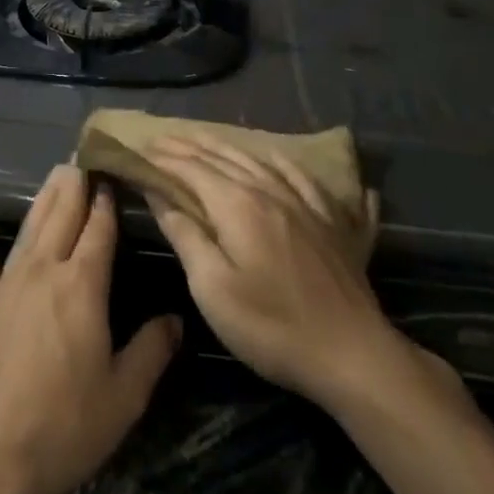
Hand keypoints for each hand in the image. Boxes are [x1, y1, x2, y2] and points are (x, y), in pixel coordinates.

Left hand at [0, 164, 180, 493]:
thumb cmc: (64, 428)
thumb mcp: (124, 397)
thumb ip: (151, 351)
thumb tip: (175, 318)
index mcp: (82, 287)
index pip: (99, 231)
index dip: (106, 201)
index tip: (112, 173)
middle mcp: (43, 271)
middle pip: (62, 217)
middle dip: (75, 185)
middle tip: (83, 156)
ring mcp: (5, 284)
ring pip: (28, 229)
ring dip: (43, 199)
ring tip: (54, 173)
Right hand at [143, 136, 426, 410]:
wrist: (353, 354)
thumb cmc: (272, 326)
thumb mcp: (213, 288)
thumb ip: (185, 236)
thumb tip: (159, 196)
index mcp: (238, 205)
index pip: (192, 169)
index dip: (164, 158)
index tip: (139, 151)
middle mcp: (270, 191)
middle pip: (223, 157)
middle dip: (189, 146)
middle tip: (162, 138)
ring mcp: (306, 204)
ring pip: (260, 161)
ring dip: (227, 147)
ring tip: (206, 139)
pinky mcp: (332, 222)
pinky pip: (303, 177)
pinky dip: (283, 162)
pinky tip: (279, 158)